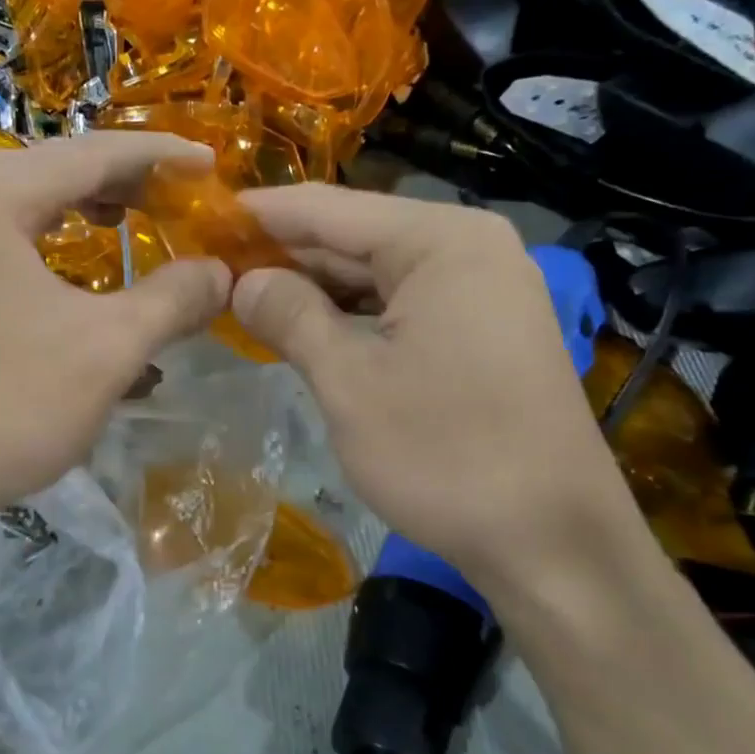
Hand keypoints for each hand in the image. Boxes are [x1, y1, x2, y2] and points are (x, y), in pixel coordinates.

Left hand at [0, 133, 230, 560]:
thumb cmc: (7, 407)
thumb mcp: (110, 348)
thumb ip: (174, 298)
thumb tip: (222, 273)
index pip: (90, 153)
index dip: (159, 155)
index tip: (208, 163)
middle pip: (47, 171)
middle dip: (117, 182)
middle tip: (171, 197)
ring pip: (13, 207)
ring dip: (74, 211)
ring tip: (122, 224)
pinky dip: (35, 245)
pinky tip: (58, 275)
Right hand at [232, 185, 650, 606]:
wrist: (554, 544)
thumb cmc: (445, 454)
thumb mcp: (349, 382)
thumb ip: (289, 316)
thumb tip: (242, 281)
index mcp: (440, 240)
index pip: (328, 209)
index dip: (259, 214)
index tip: (200, 218)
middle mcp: (468, 247)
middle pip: (353, 236)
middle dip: (282, 254)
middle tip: (210, 266)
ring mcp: (482, 288)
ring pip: (375, 273)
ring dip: (313, 288)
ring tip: (243, 296)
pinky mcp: (483, 328)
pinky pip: (401, 303)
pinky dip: (351, 314)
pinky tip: (305, 326)